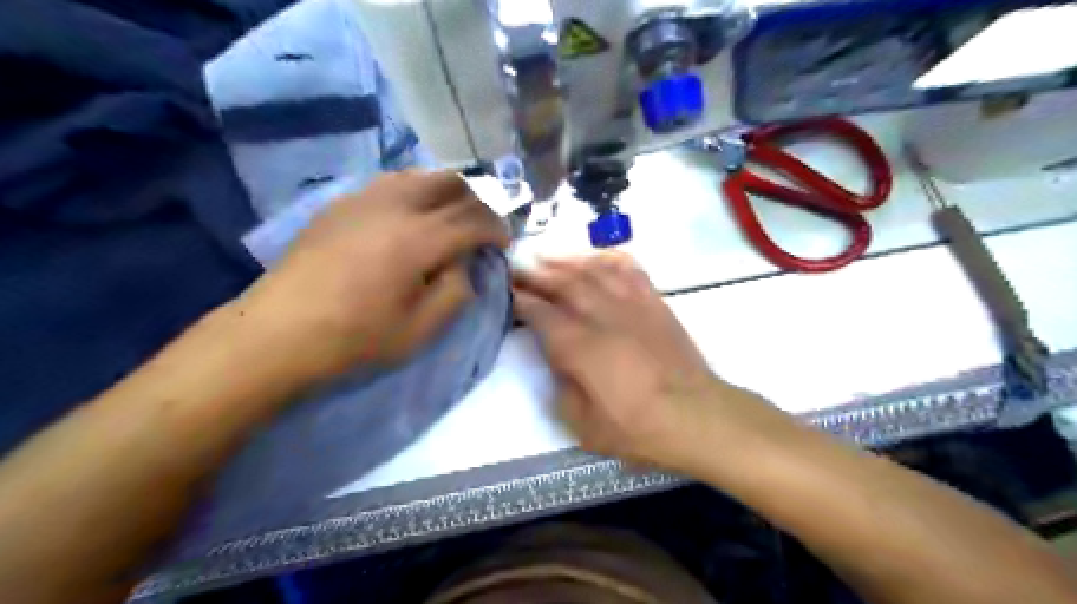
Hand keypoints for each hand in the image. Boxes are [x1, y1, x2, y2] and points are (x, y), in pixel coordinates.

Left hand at [245, 169, 513, 378]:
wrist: (279, 332)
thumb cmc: (355, 338)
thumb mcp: (421, 329)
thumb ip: (456, 291)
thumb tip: (463, 264)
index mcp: (419, 239)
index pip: (474, 219)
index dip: (497, 228)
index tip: (504, 243)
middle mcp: (395, 206)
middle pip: (450, 182)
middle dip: (475, 202)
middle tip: (480, 228)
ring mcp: (363, 199)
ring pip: (419, 175)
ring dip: (444, 193)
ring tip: (448, 219)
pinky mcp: (340, 204)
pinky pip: (390, 184)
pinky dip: (414, 194)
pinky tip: (408, 219)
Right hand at [512, 251, 775, 467]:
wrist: (696, 416)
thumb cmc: (637, 427)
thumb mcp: (583, 425)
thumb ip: (562, 388)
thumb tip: (557, 362)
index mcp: (579, 346)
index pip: (541, 313)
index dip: (520, 299)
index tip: (506, 290)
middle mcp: (602, 315)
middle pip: (563, 283)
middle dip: (536, 274)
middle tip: (517, 267)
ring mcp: (631, 304)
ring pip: (593, 270)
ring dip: (567, 260)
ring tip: (547, 256)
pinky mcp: (654, 303)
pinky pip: (630, 270)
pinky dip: (609, 258)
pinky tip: (597, 258)